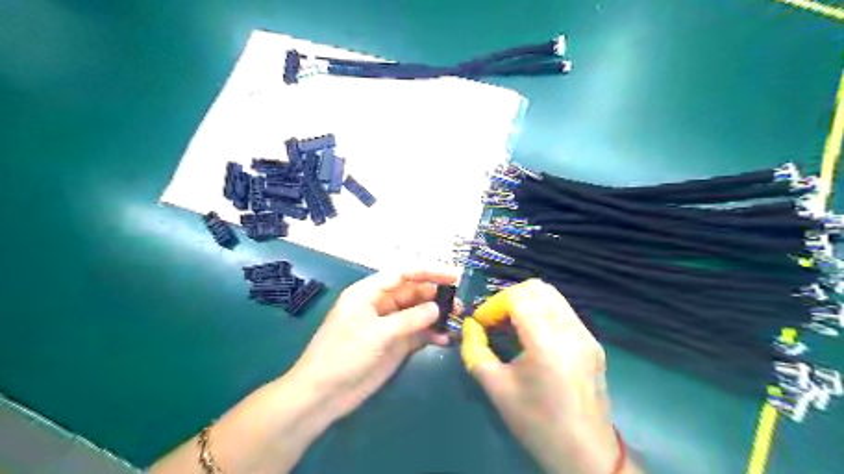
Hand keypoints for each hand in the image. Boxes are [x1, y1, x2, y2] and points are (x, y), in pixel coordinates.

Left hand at [288, 269, 454, 419]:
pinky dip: (431, 334)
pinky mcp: (395, 345)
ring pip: (417, 313)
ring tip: (457, 319)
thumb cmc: (343, 355)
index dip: (427, 272)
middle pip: (412, 292)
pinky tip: (445, 339)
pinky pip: (417, 334)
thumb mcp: (376, 333)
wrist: (323, 395)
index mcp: (368, 293)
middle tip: (459, 301)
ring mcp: (388, 326)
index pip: (402, 274)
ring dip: (436, 315)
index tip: (453, 275)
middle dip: (435, 294)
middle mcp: (380, 305)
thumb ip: (409, 319)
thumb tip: (437, 307)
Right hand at [460, 280, 632, 471]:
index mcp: (547, 343)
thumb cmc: (537, 424)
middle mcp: (571, 330)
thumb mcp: (497, 388)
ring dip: (525, 302)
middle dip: (508, 297)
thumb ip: (475, 351)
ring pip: (552, 295)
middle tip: (494, 320)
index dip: (493, 305)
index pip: (518, 298)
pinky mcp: (592, 341)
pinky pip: (562, 310)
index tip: (481, 324)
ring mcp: (586, 334)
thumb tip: (470, 328)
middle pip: (537, 288)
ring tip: (510, 324)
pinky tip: (531, 334)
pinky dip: (541, 311)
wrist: (586, 454)